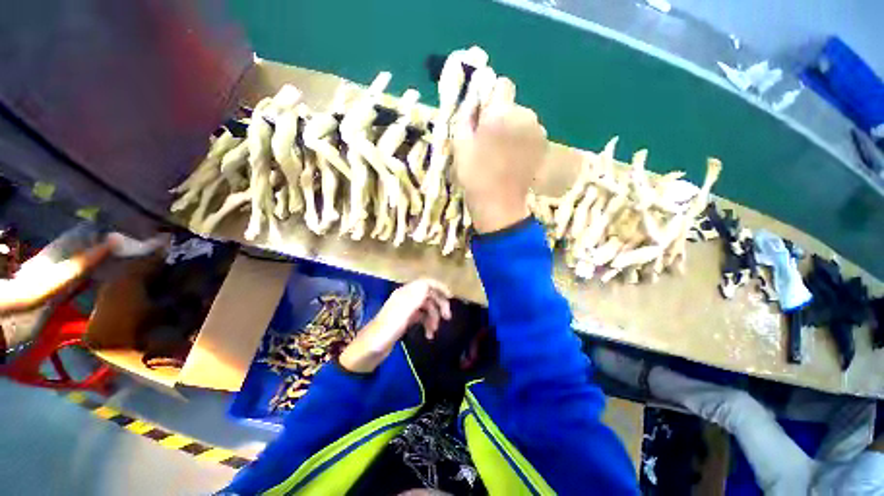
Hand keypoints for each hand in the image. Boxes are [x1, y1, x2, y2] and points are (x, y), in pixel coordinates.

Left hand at [339, 279, 451, 372]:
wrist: (368, 351)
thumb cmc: (385, 331)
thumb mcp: (402, 314)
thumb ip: (415, 298)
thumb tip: (428, 284)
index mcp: (405, 294)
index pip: (425, 283)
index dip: (439, 287)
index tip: (450, 297)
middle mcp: (406, 299)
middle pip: (428, 295)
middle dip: (439, 304)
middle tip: (447, 318)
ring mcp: (406, 310)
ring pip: (426, 307)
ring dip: (434, 317)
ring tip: (434, 331)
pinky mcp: (405, 320)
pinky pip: (421, 317)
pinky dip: (427, 324)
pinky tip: (429, 334)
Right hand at [452, 76, 547, 232]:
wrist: (499, 204)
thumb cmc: (475, 175)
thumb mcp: (460, 144)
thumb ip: (467, 116)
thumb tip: (475, 102)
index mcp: (502, 112)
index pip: (502, 85)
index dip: (491, 98)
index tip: (482, 117)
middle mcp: (525, 116)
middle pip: (513, 105)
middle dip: (501, 116)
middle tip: (488, 140)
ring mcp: (538, 132)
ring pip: (522, 120)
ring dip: (512, 129)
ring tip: (501, 153)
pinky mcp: (543, 147)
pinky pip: (530, 134)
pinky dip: (522, 141)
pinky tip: (513, 159)